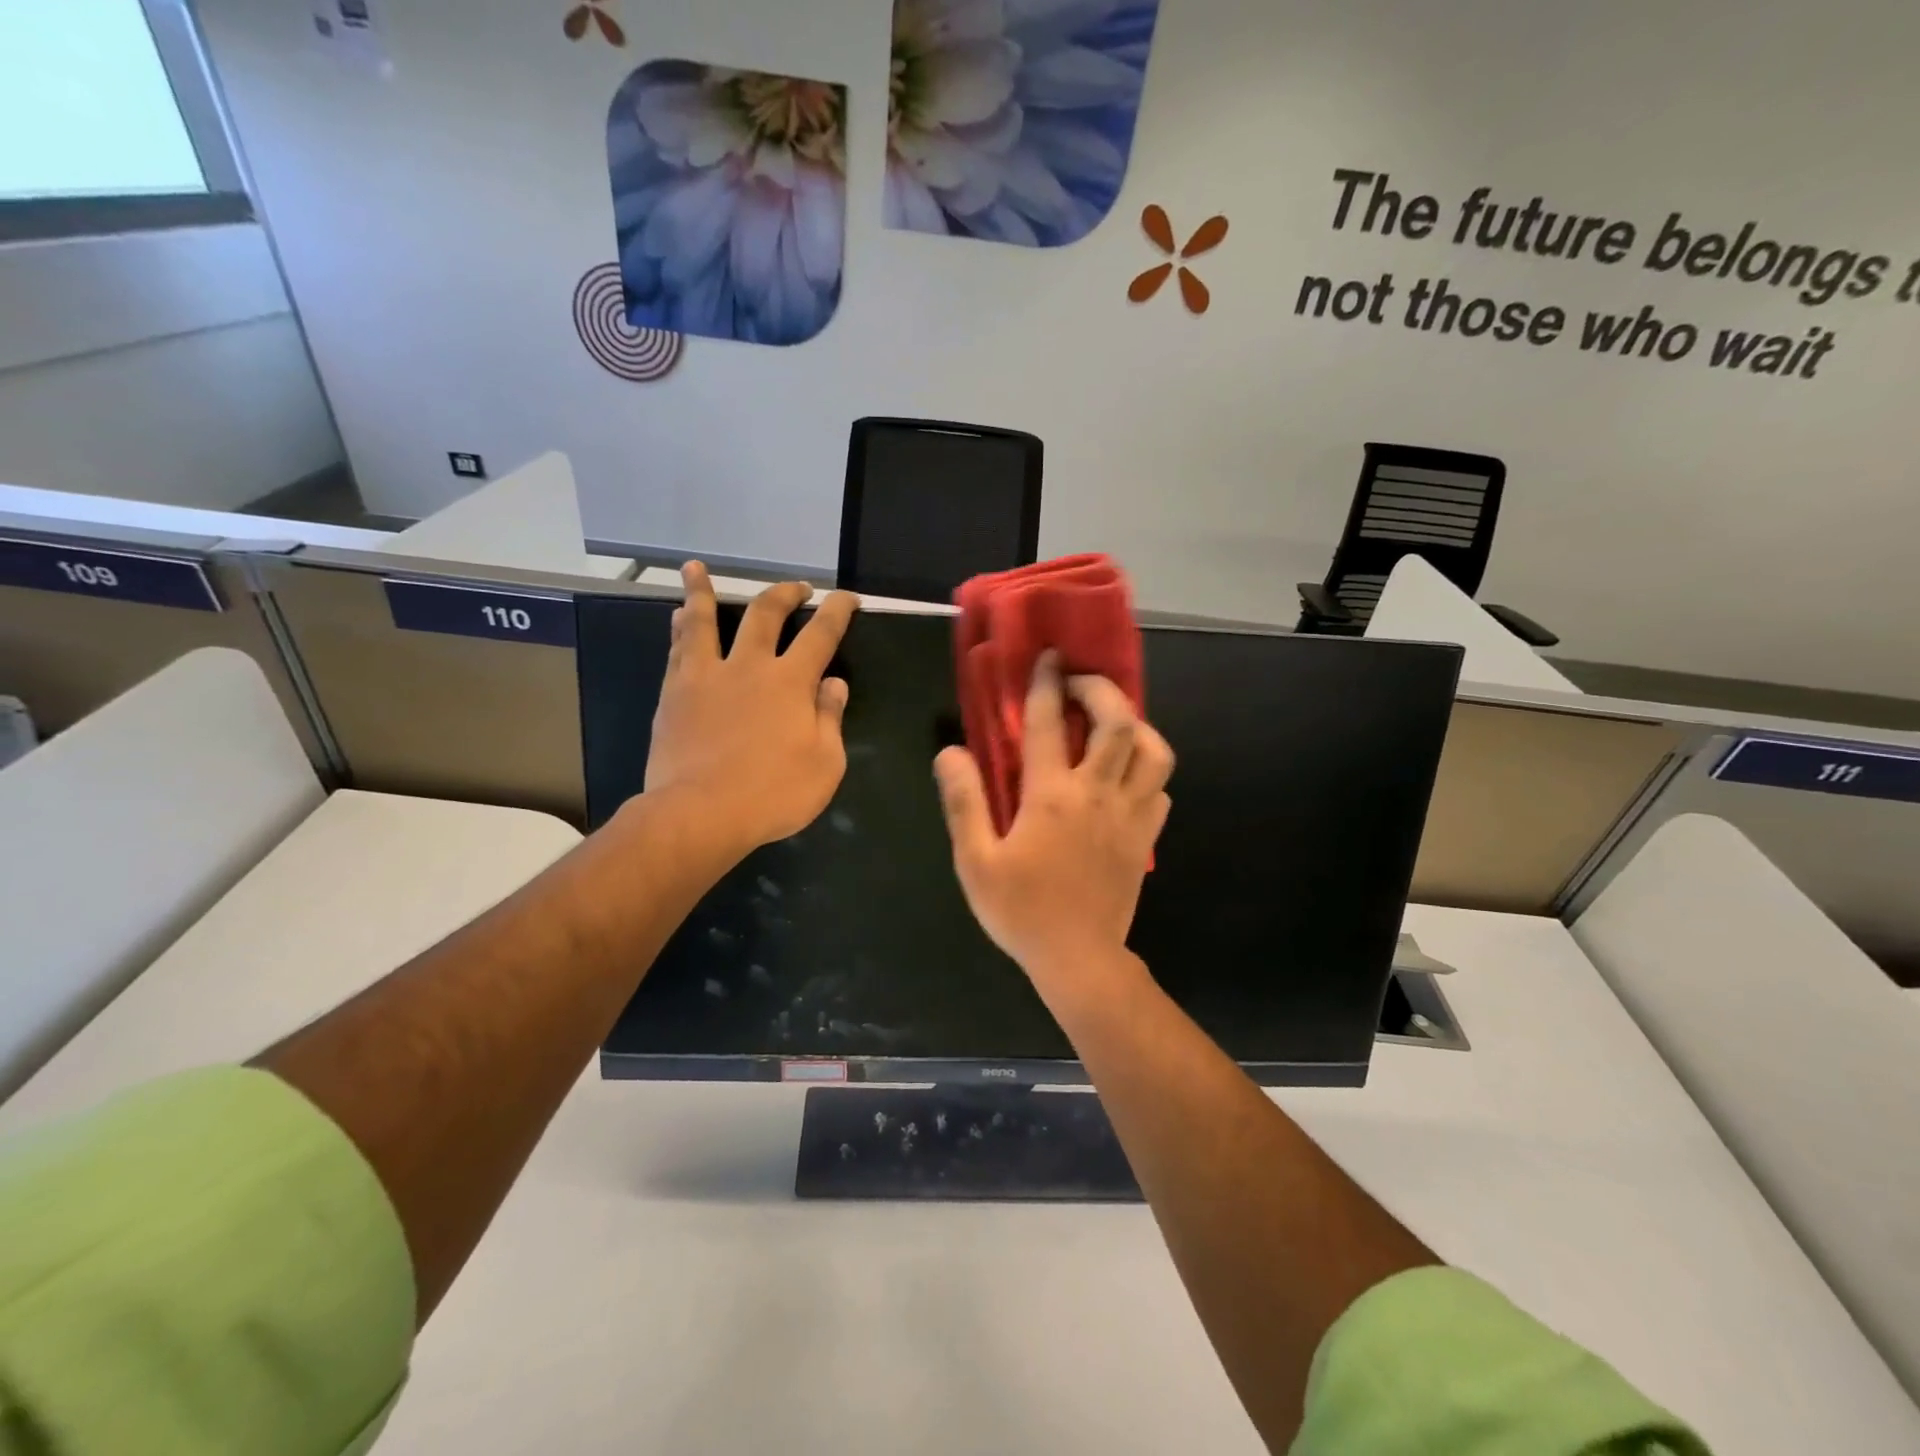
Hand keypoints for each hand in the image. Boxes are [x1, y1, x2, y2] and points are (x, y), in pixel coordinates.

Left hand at [644, 562, 857, 856]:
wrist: (700, 814)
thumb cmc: (773, 794)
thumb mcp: (825, 764)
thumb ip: (829, 718)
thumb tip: (833, 683)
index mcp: (791, 682)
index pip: (821, 633)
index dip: (837, 610)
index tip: (847, 598)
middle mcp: (749, 666)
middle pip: (766, 613)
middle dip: (785, 594)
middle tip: (797, 588)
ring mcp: (707, 676)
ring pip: (705, 620)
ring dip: (704, 591)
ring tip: (696, 568)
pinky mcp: (675, 693)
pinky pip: (678, 649)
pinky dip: (680, 626)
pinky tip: (678, 615)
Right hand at [935, 652, 1173, 986]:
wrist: (1079, 960)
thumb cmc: (1021, 910)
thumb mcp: (976, 860)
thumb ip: (963, 802)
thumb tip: (951, 752)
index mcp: (1052, 795)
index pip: (1048, 723)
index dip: (1046, 683)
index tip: (1047, 658)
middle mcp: (1097, 793)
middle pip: (1118, 722)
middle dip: (1101, 690)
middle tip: (1080, 684)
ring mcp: (1129, 814)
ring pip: (1154, 751)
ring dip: (1135, 725)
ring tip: (1112, 724)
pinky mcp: (1146, 837)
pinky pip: (1160, 788)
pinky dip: (1146, 769)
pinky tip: (1126, 775)